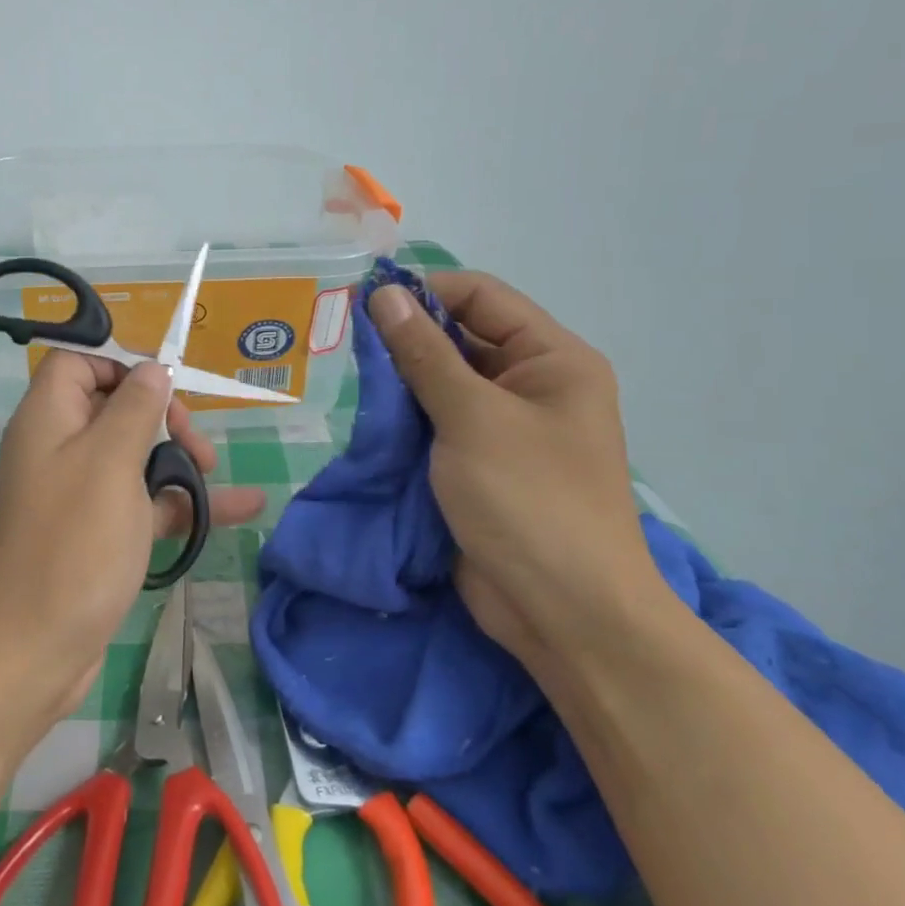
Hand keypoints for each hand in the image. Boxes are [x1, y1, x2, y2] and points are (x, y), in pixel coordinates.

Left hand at [0, 351, 265, 719]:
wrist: (30, 652)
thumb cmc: (73, 545)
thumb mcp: (110, 463)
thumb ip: (134, 408)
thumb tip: (152, 369)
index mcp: (48, 418)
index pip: (78, 362)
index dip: (121, 364)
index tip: (166, 387)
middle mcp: (57, 448)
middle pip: (114, 407)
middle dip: (163, 417)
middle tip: (197, 445)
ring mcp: (76, 494)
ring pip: (133, 457)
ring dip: (178, 461)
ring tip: (217, 478)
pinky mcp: (94, 535)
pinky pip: (140, 503)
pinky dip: (180, 504)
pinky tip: (239, 510)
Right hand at [366, 273, 665, 666]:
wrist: (565, 615)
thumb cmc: (530, 502)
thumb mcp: (472, 418)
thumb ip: (424, 353)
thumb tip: (385, 294)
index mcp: (552, 359)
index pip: (481, 298)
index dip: (424, 291)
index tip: (361, 300)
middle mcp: (531, 385)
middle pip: (460, 338)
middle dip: (404, 337)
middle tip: (339, 338)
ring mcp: (504, 428)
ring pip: (441, 383)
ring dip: (397, 380)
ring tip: (340, 374)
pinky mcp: (478, 465)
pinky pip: (435, 424)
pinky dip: (401, 418)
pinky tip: (359, 415)